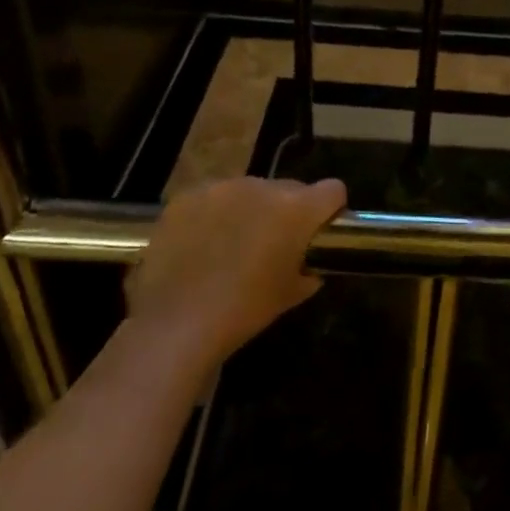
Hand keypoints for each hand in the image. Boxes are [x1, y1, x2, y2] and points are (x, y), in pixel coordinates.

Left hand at [123, 177, 346, 368]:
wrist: (177, 323)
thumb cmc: (244, 310)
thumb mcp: (290, 295)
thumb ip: (308, 271)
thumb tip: (309, 266)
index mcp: (296, 209)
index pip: (333, 190)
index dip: (331, 209)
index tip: (320, 230)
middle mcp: (262, 187)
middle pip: (288, 189)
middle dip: (286, 211)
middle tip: (273, 244)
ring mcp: (221, 188)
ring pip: (248, 191)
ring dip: (248, 211)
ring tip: (231, 246)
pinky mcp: (187, 197)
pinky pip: (211, 199)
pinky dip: (213, 216)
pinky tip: (200, 246)